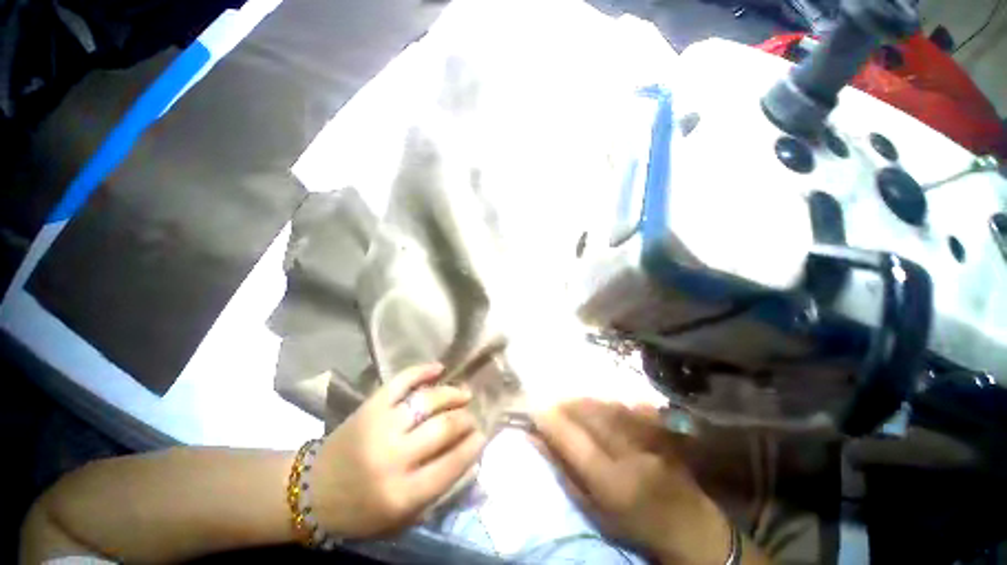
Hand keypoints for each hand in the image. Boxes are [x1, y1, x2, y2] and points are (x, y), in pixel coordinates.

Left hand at [310, 364, 486, 537]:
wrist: (311, 490)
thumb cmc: (359, 511)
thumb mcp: (400, 519)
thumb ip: (436, 492)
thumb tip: (468, 459)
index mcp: (402, 494)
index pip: (452, 463)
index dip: (473, 446)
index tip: (482, 436)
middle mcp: (393, 456)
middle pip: (444, 427)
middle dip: (465, 420)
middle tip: (471, 418)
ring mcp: (381, 425)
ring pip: (428, 400)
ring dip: (452, 394)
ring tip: (464, 394)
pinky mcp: (371, 406)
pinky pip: (401, 381)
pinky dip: (422, 371)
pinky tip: (439, 368)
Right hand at [533, 399, 733, 564]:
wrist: (688, 524)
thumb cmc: (632, 524)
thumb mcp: (591, 508)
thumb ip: (562, 471)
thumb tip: (534, 439)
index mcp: (611, 481)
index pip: (572, 440)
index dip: (550, 421)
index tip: (534, 412)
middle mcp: (630, 454)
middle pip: (590, 415)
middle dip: (566, 404)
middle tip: (552, 404)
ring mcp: (648, 437)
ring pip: (607, 405)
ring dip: (585, 400)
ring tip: (571, 402)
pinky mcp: (660, 428)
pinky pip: (628, 404)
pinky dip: (608, 401)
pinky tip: (601, 403)